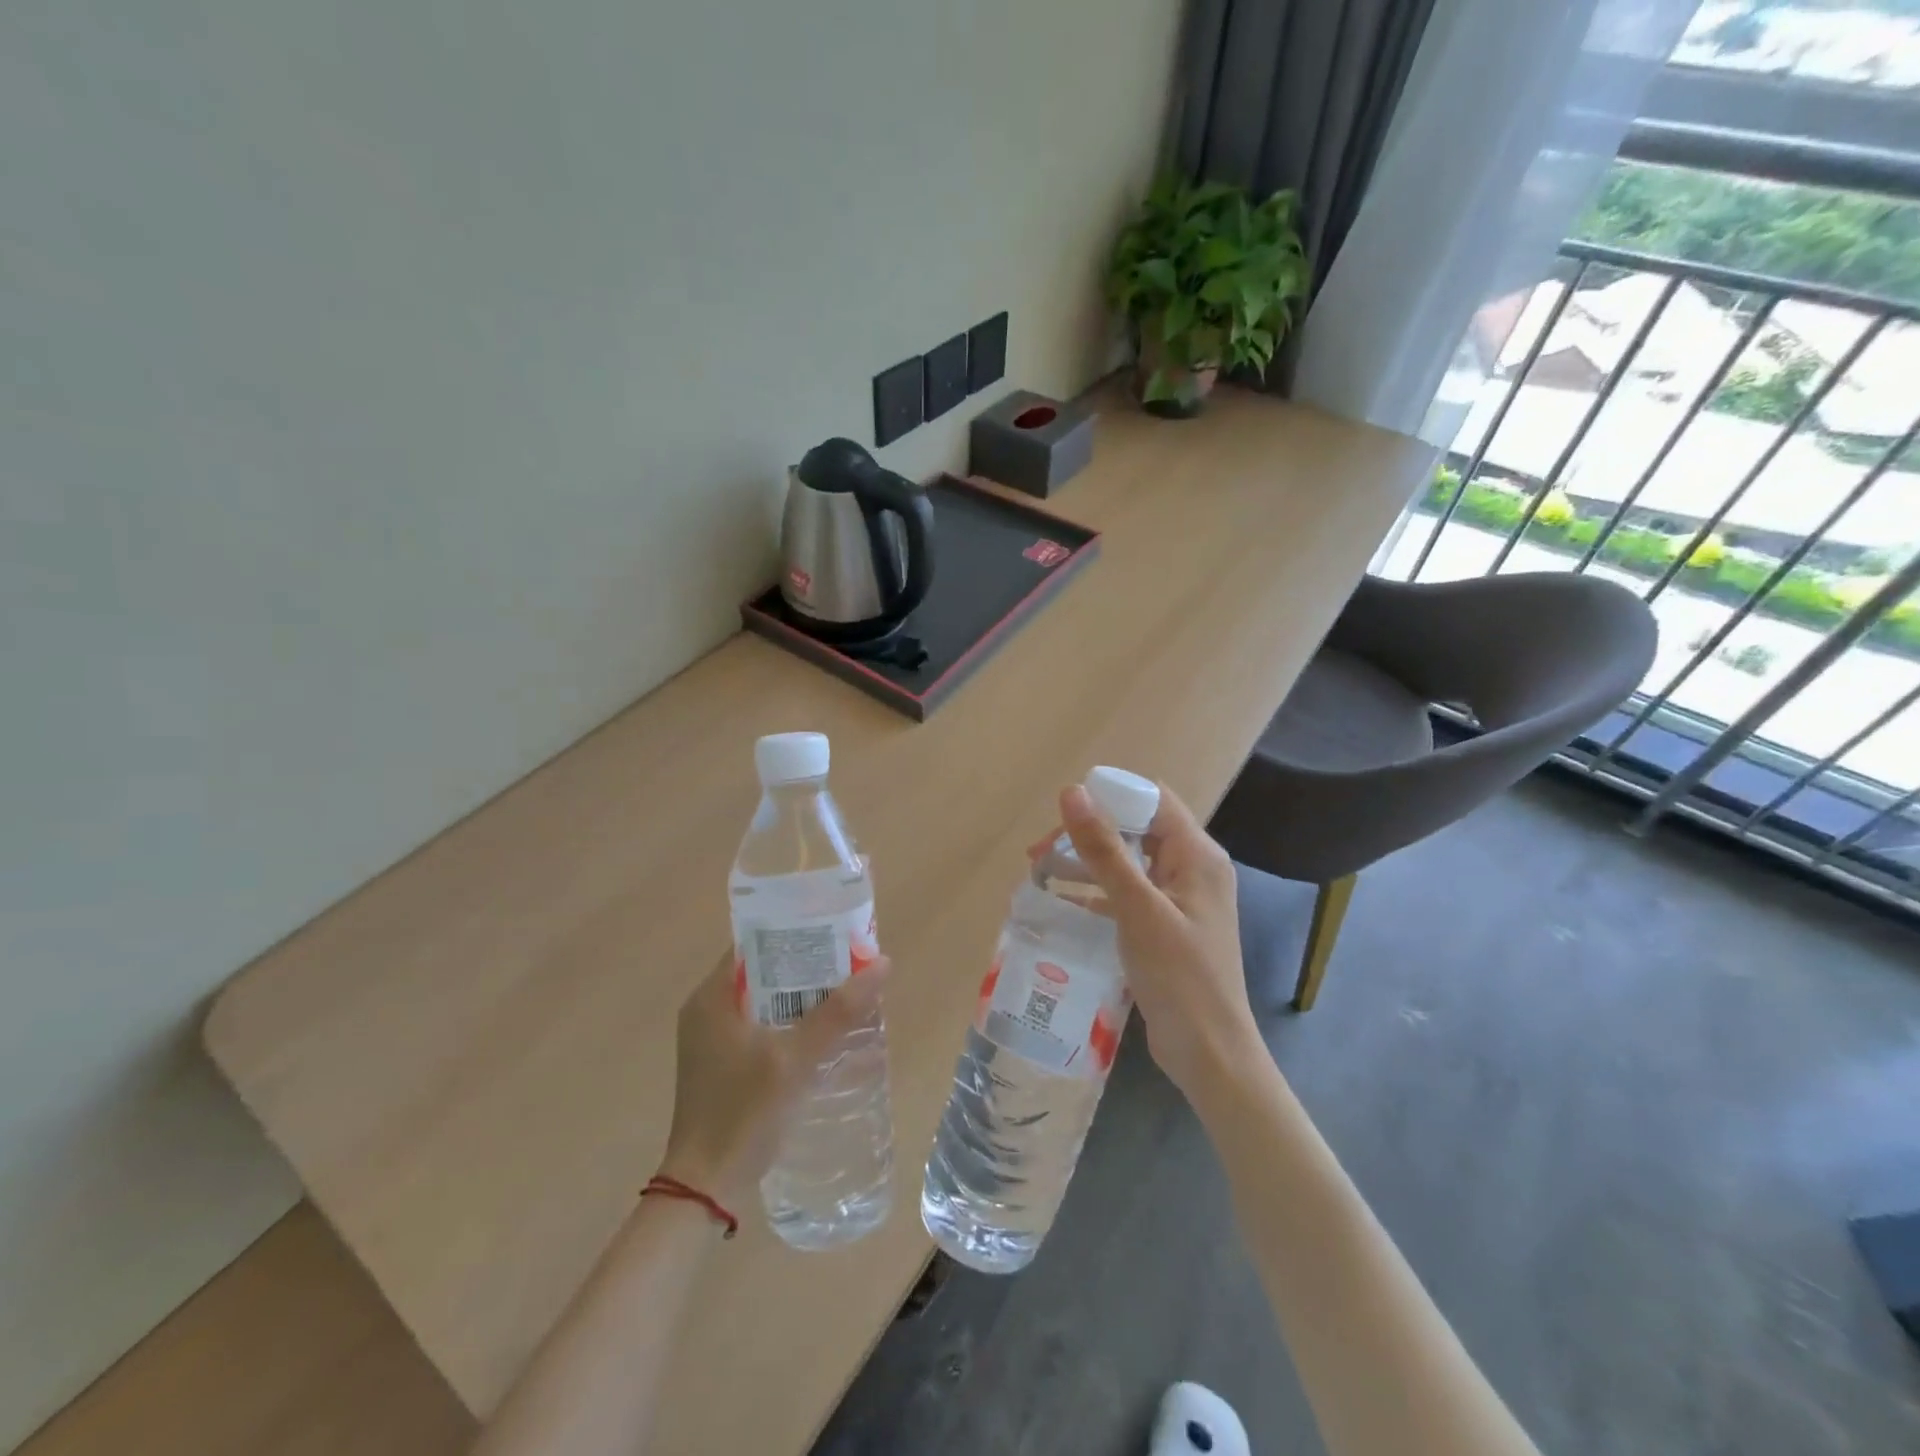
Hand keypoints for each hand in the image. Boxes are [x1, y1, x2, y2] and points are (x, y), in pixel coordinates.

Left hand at [656, 952, 887, 1208]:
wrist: (705, 1188)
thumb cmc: (743, 1113)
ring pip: (764, 999)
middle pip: (762, 970)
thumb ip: (838, 1012)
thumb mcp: (795, 1059)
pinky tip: (823, 1028)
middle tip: (850, 959)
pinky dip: (790, 1020)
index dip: (794, 930)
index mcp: (711, 997)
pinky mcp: (723, 1062)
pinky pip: (761, 1024)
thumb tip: (883, 963)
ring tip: (846, 987)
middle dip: (806, 964)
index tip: (834, 928)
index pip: (754, 943)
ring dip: (801, 994)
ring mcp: (713, 1038)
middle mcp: (707, 1009)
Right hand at [1059, 783, 1261, 1099]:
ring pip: (1129, 862)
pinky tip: (1063, 904)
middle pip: (1137, 829)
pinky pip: (1128, 895)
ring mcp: (1180, 900)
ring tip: (1041, 873)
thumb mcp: (1137, 908)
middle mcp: (1192, 869)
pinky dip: (1097, 894)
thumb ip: (1104, 849)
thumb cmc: (1179, 975)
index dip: (1110, 796)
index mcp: (1197, 854)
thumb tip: (1072, 791)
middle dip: (1089, 832)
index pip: (1153, 800)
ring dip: (1088, 863)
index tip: (1064, 812)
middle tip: (1041, 851)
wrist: (1209, 1053)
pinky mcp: (1166, 927)